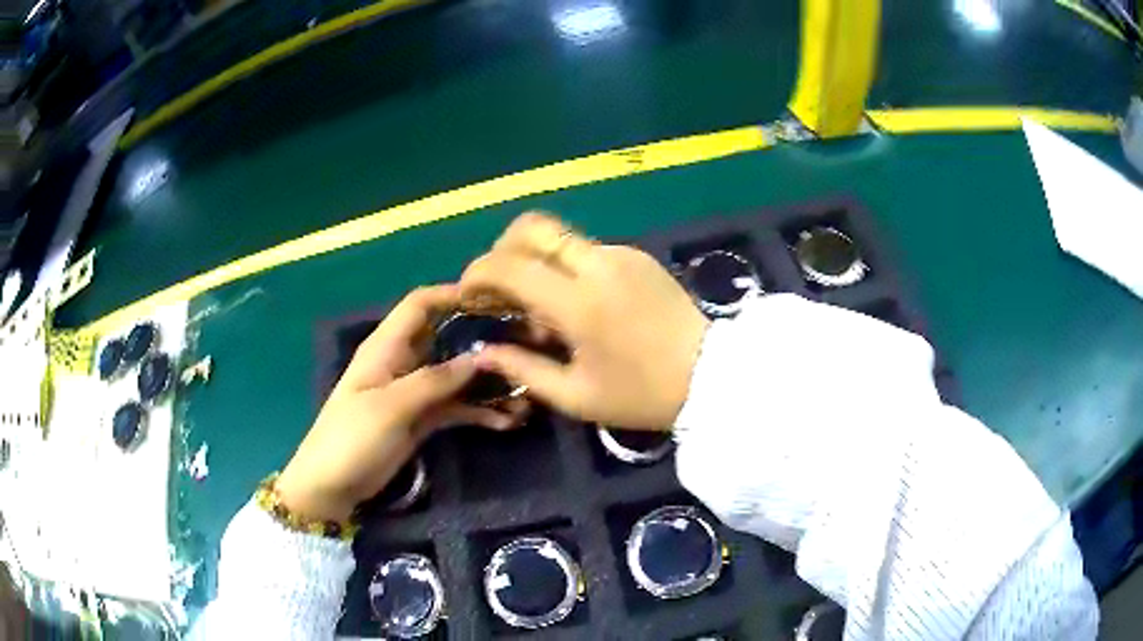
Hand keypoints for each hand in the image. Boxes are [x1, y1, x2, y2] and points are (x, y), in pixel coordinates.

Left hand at [276, 285, 527, 521]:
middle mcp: (403, 363)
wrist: (332, 486)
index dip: (453, 296)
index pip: (420, 305)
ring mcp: (414, 393)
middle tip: (524, 345)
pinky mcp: (422, 420)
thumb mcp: (390, 407)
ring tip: (525, 393)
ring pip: (457, 376)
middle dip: (482, 340)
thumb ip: (435, 381)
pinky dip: (480, 412)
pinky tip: (507, 422)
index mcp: (387, 347)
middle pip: (446, 339)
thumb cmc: (351, 437)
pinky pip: (456, 407)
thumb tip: (481, 356)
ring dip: (487, 383)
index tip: (494, 301)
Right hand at [460, 213, 709, 429]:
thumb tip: (484, 352)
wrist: (712, 376)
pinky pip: (585, 249)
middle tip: (496, 287)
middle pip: (532, 227)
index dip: (478, 274)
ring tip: (535, 306)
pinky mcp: (637, 256)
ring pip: (558, 237)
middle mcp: (598, 265)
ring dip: (533, 259)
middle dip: (501, 249)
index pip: (510, 266)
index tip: (467, 295)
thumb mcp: (577, 396)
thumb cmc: (643, 395)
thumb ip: (524, 369)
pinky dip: (563, 266)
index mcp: (580, 304)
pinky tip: (573, 303)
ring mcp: (621, 254)